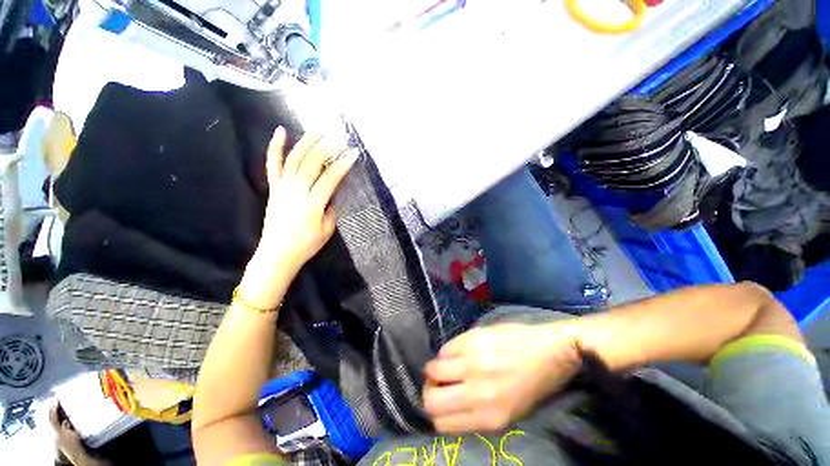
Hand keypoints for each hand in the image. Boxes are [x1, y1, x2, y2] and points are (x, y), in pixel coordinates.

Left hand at [240, 128, 357, 308]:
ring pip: (294, 158)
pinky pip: (273, 164)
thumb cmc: (306, 245)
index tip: (354, 153)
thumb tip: (331, 193)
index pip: (331, 178)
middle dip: (328, 148)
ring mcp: (282, 187)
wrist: (277, 255)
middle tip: (340, 138)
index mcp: (313, 203)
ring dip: (307, 142)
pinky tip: (281, 131)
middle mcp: (297, 191)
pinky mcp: (273, 188)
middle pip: (313, 163)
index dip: (343, 164)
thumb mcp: (327, 229)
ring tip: (318, 130)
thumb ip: (330, 208)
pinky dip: (275, 147)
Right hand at [423, 323, 581, 432]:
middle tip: (439, 383)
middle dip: (430, 392)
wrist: (553, 350)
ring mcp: (474, 363)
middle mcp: (478, 393)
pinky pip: (445, 348)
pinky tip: (458, 351)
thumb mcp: (510, 412)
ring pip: (433, 370)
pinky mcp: (474, 338)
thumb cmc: (534, 384)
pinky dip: (446, 352)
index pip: (442, 424)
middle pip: (431, 400)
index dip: (437, 413)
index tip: (443, 401)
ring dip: (436, 369)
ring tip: (447, 364)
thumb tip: (450, 405)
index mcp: (490, 418)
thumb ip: (478, 413)